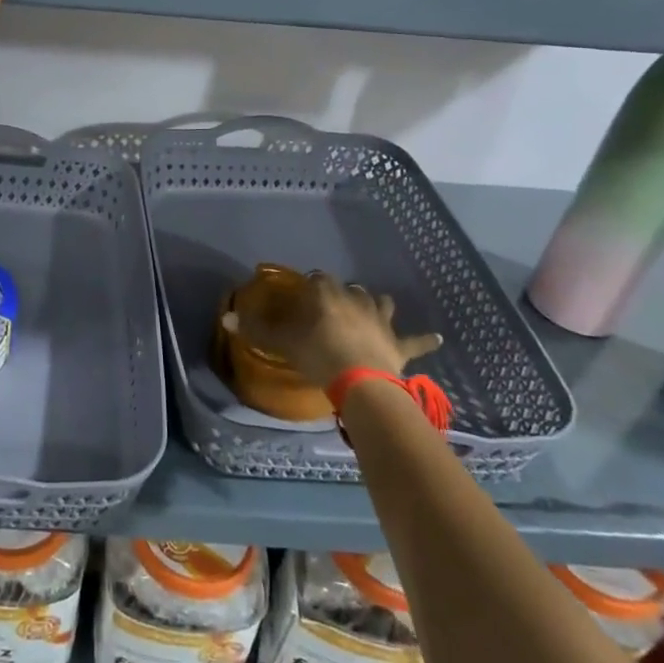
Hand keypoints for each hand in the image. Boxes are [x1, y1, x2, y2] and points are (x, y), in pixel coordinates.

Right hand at [227, 270, 441, 390]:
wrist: (361, 383)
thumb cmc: (318, 355)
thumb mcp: (282, 343)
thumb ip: (255, 330)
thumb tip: (224, 319)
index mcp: (327, 295)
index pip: (317, 279)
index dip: (310, 284)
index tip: (303, 294)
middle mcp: (356, 300)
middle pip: (350, 288)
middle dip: (342, 293)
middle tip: (332, 304)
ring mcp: (380, 321)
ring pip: (381, 303)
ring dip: (377, 304)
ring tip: (373, 307)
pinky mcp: (399, 344)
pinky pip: (416, 340)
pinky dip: (426, 340)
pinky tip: (439, 338)